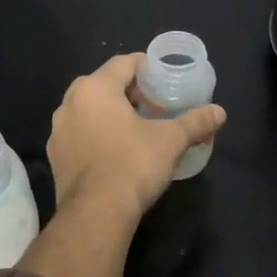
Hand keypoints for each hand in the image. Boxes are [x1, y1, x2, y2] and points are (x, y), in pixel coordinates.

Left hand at [46, 53, 226, 219]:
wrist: (96, 213)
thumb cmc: (133, 164)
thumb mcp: (171, 140)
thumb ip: (195, 122)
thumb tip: (220, 112)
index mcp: (94, 88)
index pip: (123, 63)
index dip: (147, 67)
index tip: (164, 79)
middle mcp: (70, 103)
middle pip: (103, 86)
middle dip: (129, 92)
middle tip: (154, 105)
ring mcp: (58, 132)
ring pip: (88, 111)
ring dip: (111, 115)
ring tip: (137, 129)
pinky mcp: (56, 158)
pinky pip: (80, 136)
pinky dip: (97, 136)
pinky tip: (116, 152)